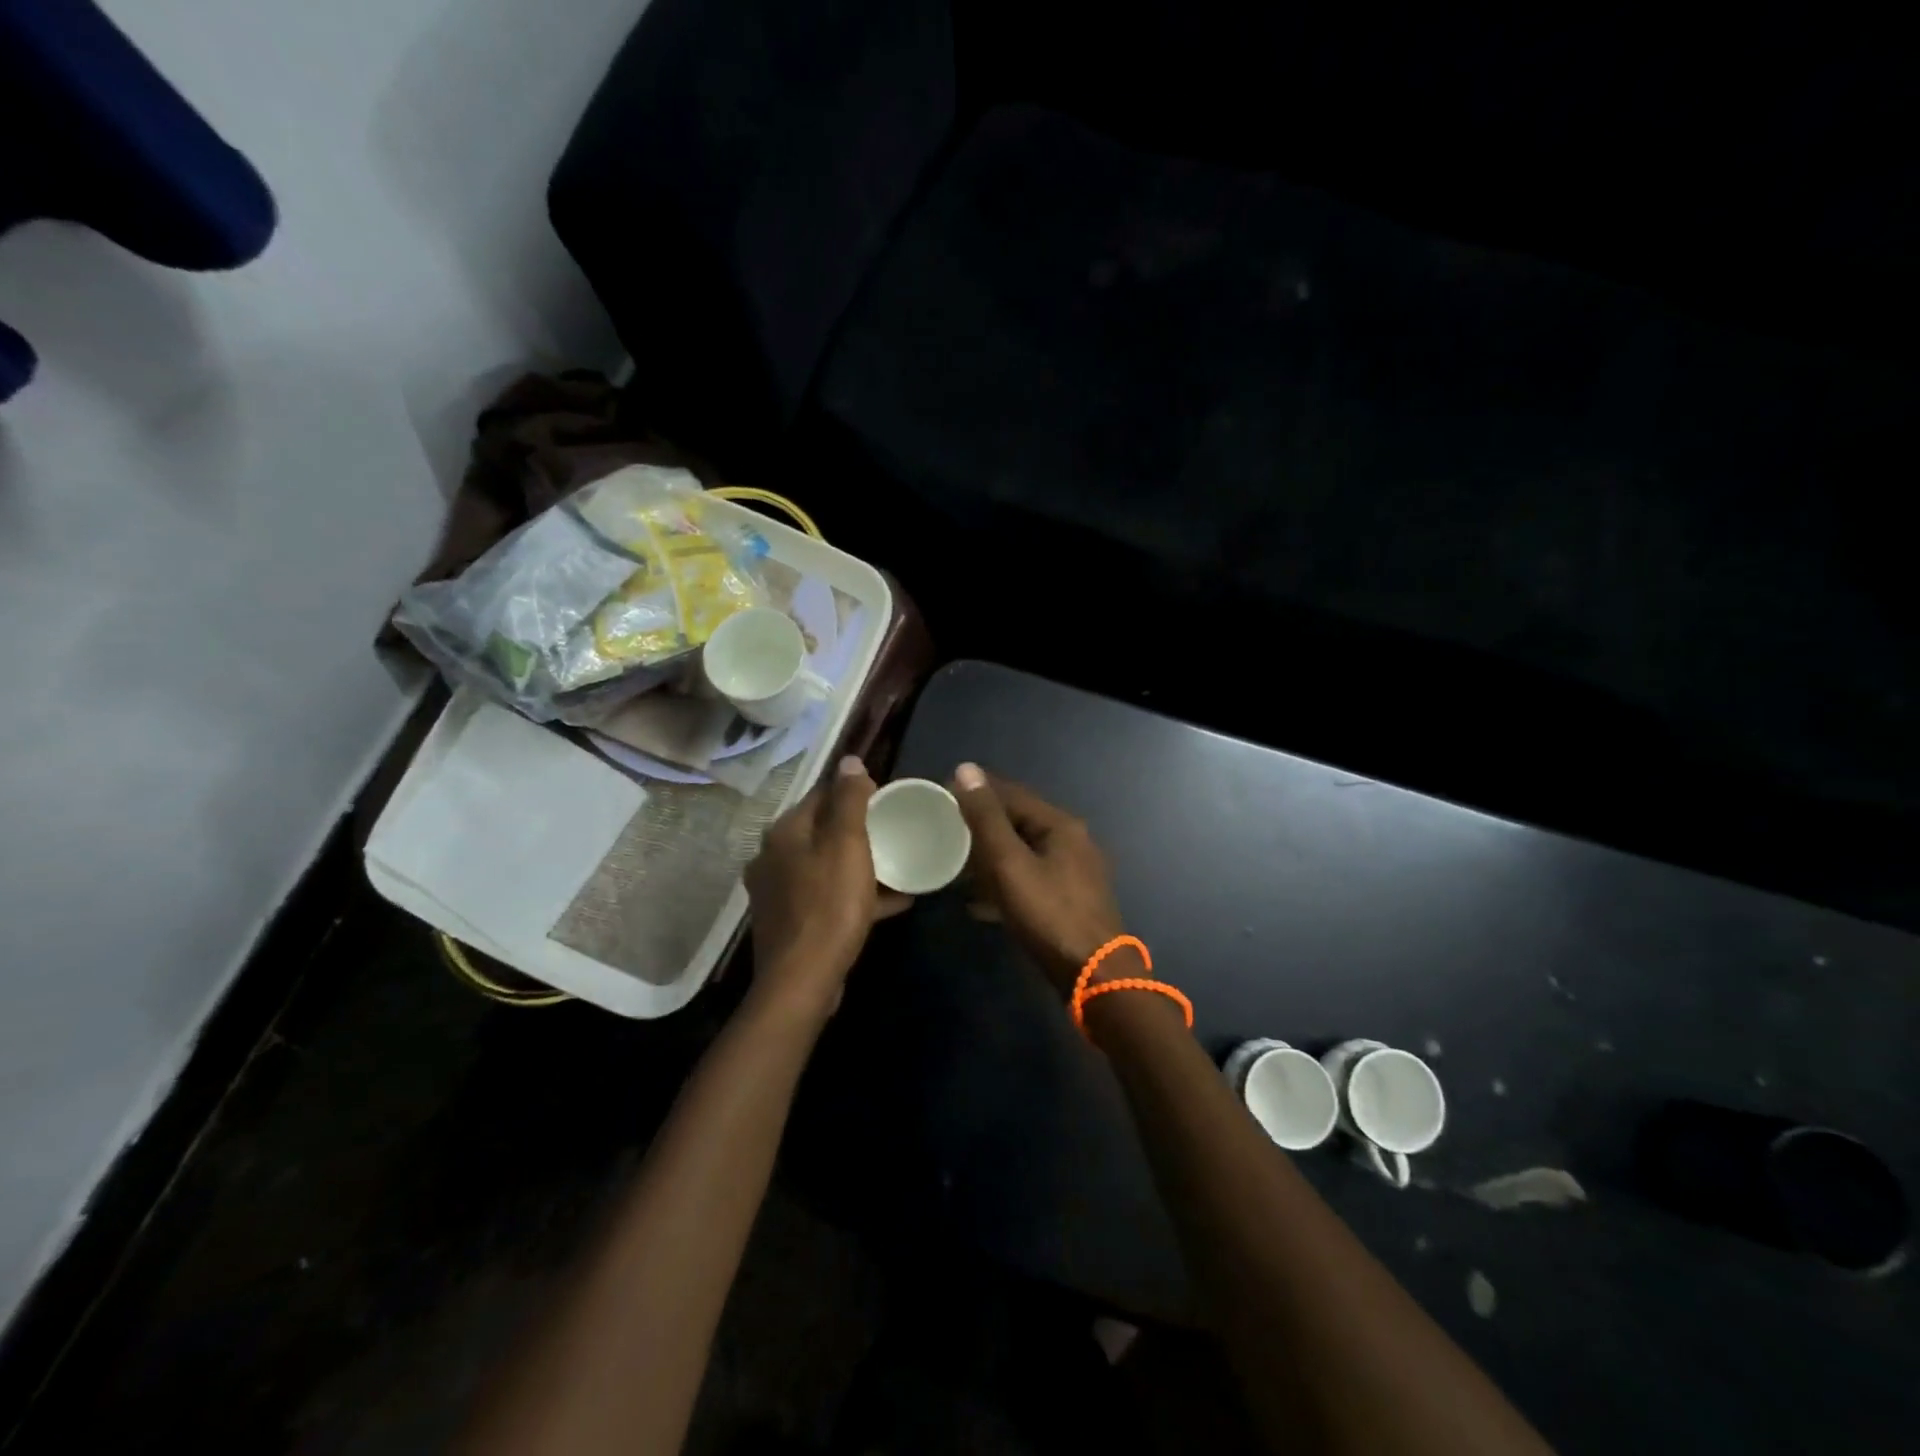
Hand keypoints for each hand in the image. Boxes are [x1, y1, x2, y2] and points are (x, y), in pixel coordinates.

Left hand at [745, 756, 910, 1016]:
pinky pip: (828, 897)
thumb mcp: (847, 845)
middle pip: (822, 831)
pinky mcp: (790, 922)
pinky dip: (855, 894)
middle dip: (858, 830)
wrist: (803, 978)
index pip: (819, 795)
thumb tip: (850, 759)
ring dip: (859, 864)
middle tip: (894, 832)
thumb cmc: (830, 904)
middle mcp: (773, 857)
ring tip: (897, 866)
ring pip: (826, 866)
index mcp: (784, 833)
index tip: (885, 799)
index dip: (853, 792)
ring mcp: (778, 892)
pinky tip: (892, 901)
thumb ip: (849, 800)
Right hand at [951, 763, 1126, 993]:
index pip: (1011, 793)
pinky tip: (979, 902)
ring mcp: (1074, 873)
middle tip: (944, 832)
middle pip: (1018, 822)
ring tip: (956, 866)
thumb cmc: (1048, 913)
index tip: (942, 795)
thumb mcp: (1009, 863)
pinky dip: (1005, 883)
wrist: (1093, 975)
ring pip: (1023, 853)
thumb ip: (986, 818)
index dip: (976, 791)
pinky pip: (1030, 879)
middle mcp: (1072, 841)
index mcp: (1060, 825)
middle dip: (982, 825)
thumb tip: (966, 769)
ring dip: (991, 857)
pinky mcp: (1070, 901)